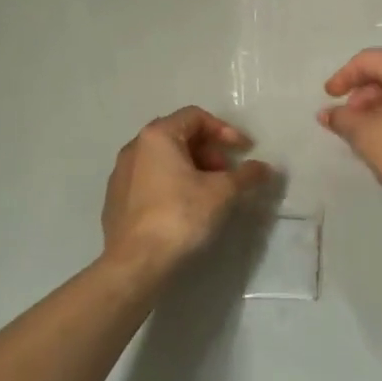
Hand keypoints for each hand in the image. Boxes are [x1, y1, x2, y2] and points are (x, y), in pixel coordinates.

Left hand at [101, 107, 272, 275]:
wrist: (135, 264)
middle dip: (209, 151)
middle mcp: (134, 148)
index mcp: (157, 136)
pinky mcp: (116, 200)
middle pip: (179, 136)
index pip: (196, 117)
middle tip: (227, 173)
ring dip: (192, 168)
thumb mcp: (222, 193)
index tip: (244, 150)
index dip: (225, 130)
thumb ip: (246, 175)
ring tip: (211, 193)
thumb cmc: (180, 216)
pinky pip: (150, 180)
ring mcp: (121, 174)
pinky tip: (186, 208)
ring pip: (164, 159)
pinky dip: (173, 184)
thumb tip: (265, 168)